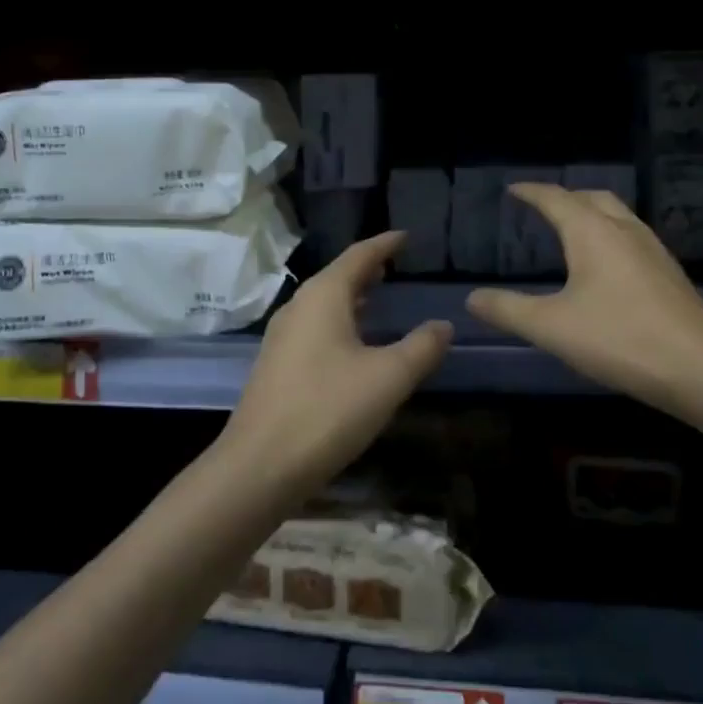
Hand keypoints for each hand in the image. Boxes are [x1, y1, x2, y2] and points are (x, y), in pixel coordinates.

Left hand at [220, 231, 451, 494]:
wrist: (259, 466)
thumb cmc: (328, 410)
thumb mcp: (388, 378)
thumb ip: (421, 348)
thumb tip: (443, 325)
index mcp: (323, 297)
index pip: (358, 255)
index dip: (384, 244)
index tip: (405, 236)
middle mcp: (298, 307)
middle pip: (337, 276)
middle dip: (367, 269)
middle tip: (394, 265)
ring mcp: (282, 337)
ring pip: (323, 303)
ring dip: (351, 297)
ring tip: (376, 297)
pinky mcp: (276, 366)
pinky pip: (314, 327)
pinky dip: (338, 321)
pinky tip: (351, 344)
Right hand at [466, 184, 702, 417]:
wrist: (700, 367)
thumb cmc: (619, 338)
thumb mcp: (551, 327)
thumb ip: (508, 310)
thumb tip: (472, 298)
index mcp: (592, 232)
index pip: (556, 198)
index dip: (532, 192)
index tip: (513, 189)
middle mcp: (624, 229)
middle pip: (592, 198)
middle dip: (565, 197)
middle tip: (543, 207)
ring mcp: (652, 249)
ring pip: (617, 215)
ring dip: (591, 213)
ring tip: (572, 230)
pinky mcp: (668, 272)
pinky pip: (631, 236)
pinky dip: (609, 234)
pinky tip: (607, 265)